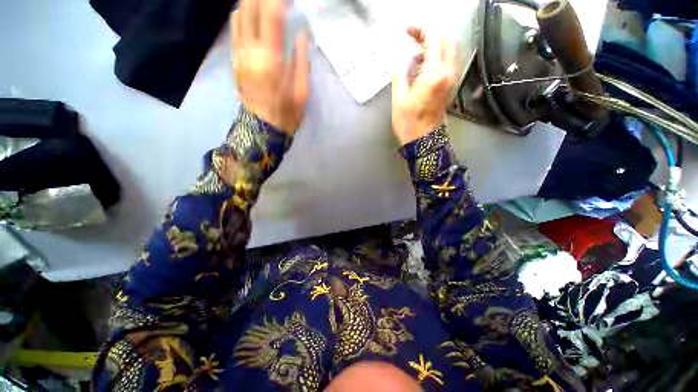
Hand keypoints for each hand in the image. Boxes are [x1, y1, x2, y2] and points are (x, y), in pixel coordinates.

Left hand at [232, 0, 308, 133]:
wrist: (262, 128)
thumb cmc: (286, 113)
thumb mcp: (302, 91)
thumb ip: (301, 60)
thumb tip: (301, 33)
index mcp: (271, 59)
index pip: (271, 15)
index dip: (279, 0)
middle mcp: (250, 50)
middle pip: (250, 7)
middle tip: (279, 1)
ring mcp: (239, 53)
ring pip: (239, 13)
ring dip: (252, 3)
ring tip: (267, 4)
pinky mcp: (234, 58)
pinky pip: (235, 27)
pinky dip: (244, 14)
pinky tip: (254, 15)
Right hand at [392, 27, 457, 144]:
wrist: (423, 141)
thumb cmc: (408, 123)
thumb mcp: (399, 97)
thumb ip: (400, 72)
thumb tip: (401, 58)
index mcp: (435, 74)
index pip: (434, 39)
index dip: (421, 30)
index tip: (408, 31)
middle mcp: (448, 73)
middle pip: (447, 40)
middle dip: (430, 35)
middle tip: (413, 41)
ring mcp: (452, 80)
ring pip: (450, 50)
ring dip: (434, 47)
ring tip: (415, 57)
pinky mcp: (451, 86)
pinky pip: (448, 63)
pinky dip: (437, 58)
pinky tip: (422, 68)